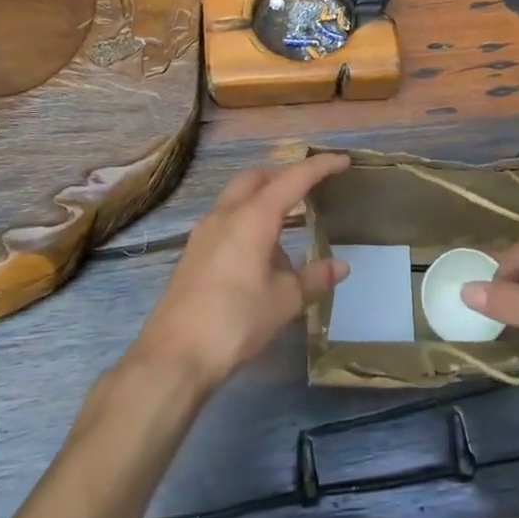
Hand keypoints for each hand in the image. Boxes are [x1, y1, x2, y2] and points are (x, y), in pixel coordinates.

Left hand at [131, 155, 350, 390]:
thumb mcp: (284, 301)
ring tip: (289, 223)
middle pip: (257, 177)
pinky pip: (226, 219)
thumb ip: (314, 278)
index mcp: (252, 217)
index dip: (320, 167)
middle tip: (310, 187)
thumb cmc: (235, 321)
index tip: (343, 161)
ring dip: (264, 198)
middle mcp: (226, 215)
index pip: (293, 179)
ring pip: (238, 196)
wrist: (174, 356)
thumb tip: (341, 266)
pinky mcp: (194, 252)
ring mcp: (205, 232)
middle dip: (284, 175)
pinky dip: (248, 219)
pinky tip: (261, 252)